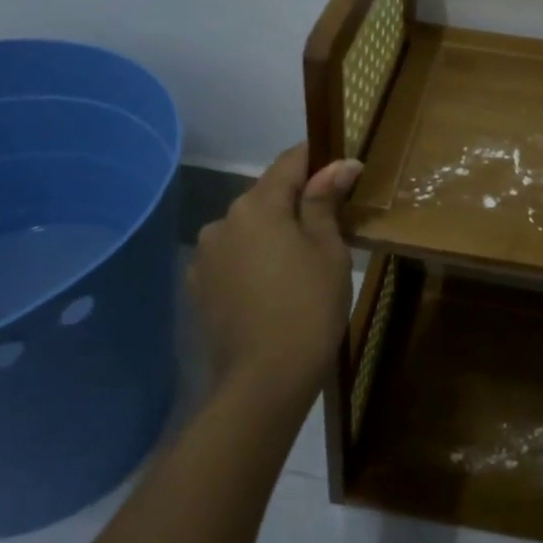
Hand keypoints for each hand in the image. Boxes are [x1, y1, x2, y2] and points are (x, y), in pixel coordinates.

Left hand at [188, 144, 362, 408]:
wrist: (264, 382)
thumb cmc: (308, 307)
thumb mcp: (328, 250)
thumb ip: (326, 200)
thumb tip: (341, 162)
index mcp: (257, 205)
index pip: (290, 161)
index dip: (318, 159)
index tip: (342, 170)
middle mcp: (223, 220)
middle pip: (266, 196)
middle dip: (296, 202)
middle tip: (329, 227)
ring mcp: (206, 256)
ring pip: (248, 228)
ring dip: (272, 233)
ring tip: (300, 264)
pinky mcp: (200, 287)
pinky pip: (233, 258)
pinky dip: (253, 260)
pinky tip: (272, 287)